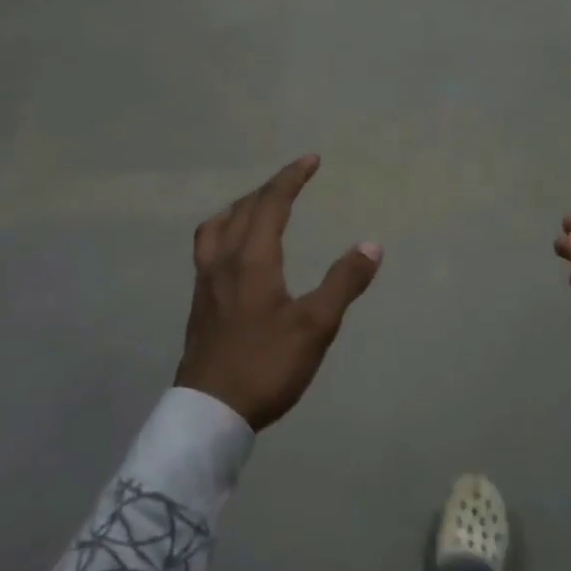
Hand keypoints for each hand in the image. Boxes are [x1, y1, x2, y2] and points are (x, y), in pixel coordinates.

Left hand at [176, 156, 381, 431]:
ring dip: (240, 207)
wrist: (211, 410)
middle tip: (294, 180)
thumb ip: (343, 282)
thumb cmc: (266, 365)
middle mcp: (223, 262)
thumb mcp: (316, 326)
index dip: (291, 178)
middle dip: (270, 189)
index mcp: (252, 260)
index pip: (271, 204)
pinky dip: (225, 232)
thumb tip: (371, 245)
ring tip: (257, 207)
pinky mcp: (200, 304)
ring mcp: (205, 283)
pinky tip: (235, 252)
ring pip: (217, 228)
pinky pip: (208, 248)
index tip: (311, 160)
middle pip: (242, 210)